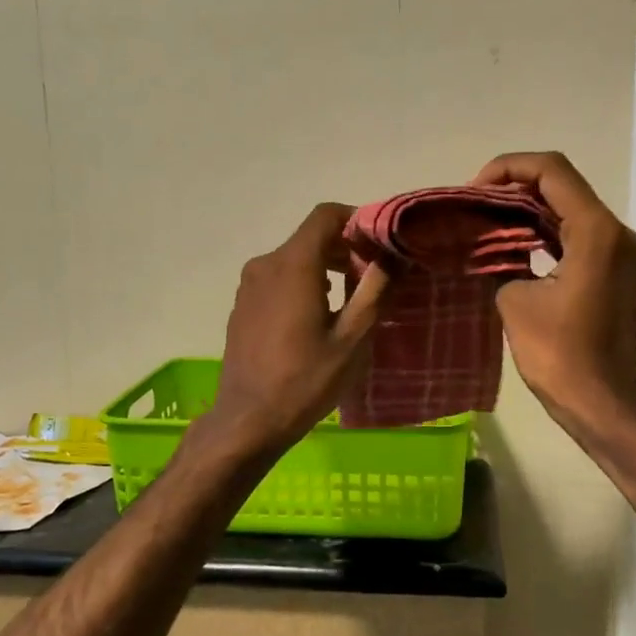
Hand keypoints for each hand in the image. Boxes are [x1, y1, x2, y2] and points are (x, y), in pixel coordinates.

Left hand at [208, 203, 389, 453]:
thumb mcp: (353, 338)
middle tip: (372, 279)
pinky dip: (302, 284)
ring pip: (294, 259)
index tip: (379, 245)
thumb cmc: (306, 380)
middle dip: (344, 249)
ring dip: (324, 268)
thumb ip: (375, 290)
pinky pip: (277, 279)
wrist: (248, 420)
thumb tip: (393, 256)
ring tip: (348, 302)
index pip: (326, 215)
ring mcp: (248, 286)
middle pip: (310, 237)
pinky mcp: (242, 306)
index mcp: (293, 265)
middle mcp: (265, 264)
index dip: (356, 221)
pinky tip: (316, 319)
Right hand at [472, 152, 635, 428]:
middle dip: (514, 188)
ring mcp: (621, 251)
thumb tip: (490, 245)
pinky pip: (577, 235)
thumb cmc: (557, 354)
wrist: (599, 402)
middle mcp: (616, 232)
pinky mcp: (616, 270)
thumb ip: (502, 258)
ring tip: (485, 220)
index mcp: (596, 231)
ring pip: (570, 209)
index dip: (507, 168)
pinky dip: (545, 231)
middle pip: (563, 185)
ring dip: (528, 209)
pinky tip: (511, 241)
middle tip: (474, 205)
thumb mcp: (514, 300)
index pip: (551, 171)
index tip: (473, 190)